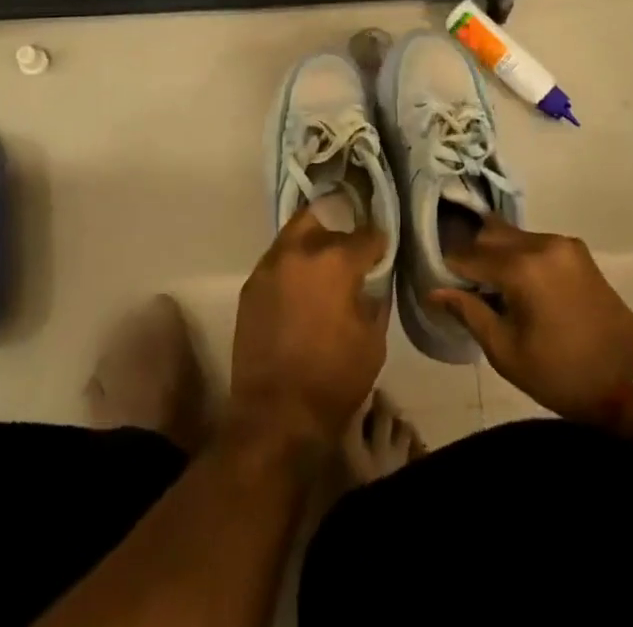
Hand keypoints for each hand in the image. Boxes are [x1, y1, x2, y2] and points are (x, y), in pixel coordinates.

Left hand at [230, 209, 389, 450]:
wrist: (275, 414)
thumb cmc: (333, 379)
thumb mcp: (373, 341)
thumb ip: (374, 300)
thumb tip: (370, 284)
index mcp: (335, 261)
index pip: (366, 235)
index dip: (378, 243)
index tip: (382, 253)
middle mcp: (299, 251)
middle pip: (322, 219)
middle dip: (339, 230)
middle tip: (350, 252)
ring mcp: (270, 266)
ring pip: (294, 235)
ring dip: (312, 244)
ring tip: (323, 267)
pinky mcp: (251, 285)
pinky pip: (277, 261)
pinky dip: (292, 266)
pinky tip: (301, 288)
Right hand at [431, 217, 632, 427]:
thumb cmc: (563, 375)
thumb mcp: (507, 353)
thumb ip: (469, 313)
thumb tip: (433, 291)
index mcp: (521, 267)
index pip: (467, 254)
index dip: (450, 270)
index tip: (441, 286)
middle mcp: (541, 243)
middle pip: (489, 235)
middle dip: (472, 256)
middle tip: (466, 287)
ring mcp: (563, 243)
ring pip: (512, 235)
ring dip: (496, 254)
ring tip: (494, 288)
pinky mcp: (578, 251)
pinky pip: (535, 243)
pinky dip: (520, 256)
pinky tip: (521, 285)